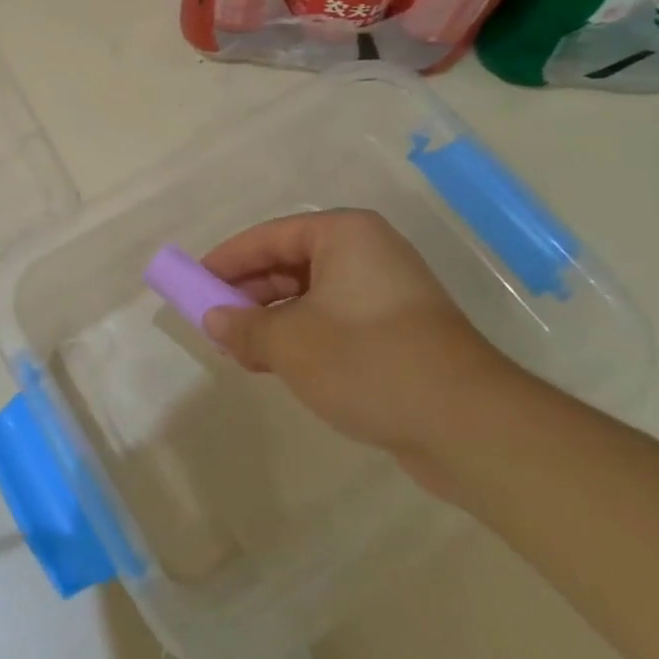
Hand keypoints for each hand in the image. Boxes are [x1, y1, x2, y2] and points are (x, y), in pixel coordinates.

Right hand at [200, 210, 519, 468]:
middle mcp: (367, 253)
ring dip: (272, 321)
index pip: (269, 236)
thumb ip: (243, 325)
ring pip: (310, 296)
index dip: (227, 260)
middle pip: (290, 264)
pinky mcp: (397, 331)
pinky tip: (275, 365)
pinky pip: (334, 321)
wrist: (464, 423)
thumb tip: (213, 319)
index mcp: (344, 235)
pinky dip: (301, 337)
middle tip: (214, 322)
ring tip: (239, 350)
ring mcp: (386, 292)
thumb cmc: (366, 360)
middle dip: (249, 294)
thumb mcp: (289, 342)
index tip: (194, 283)